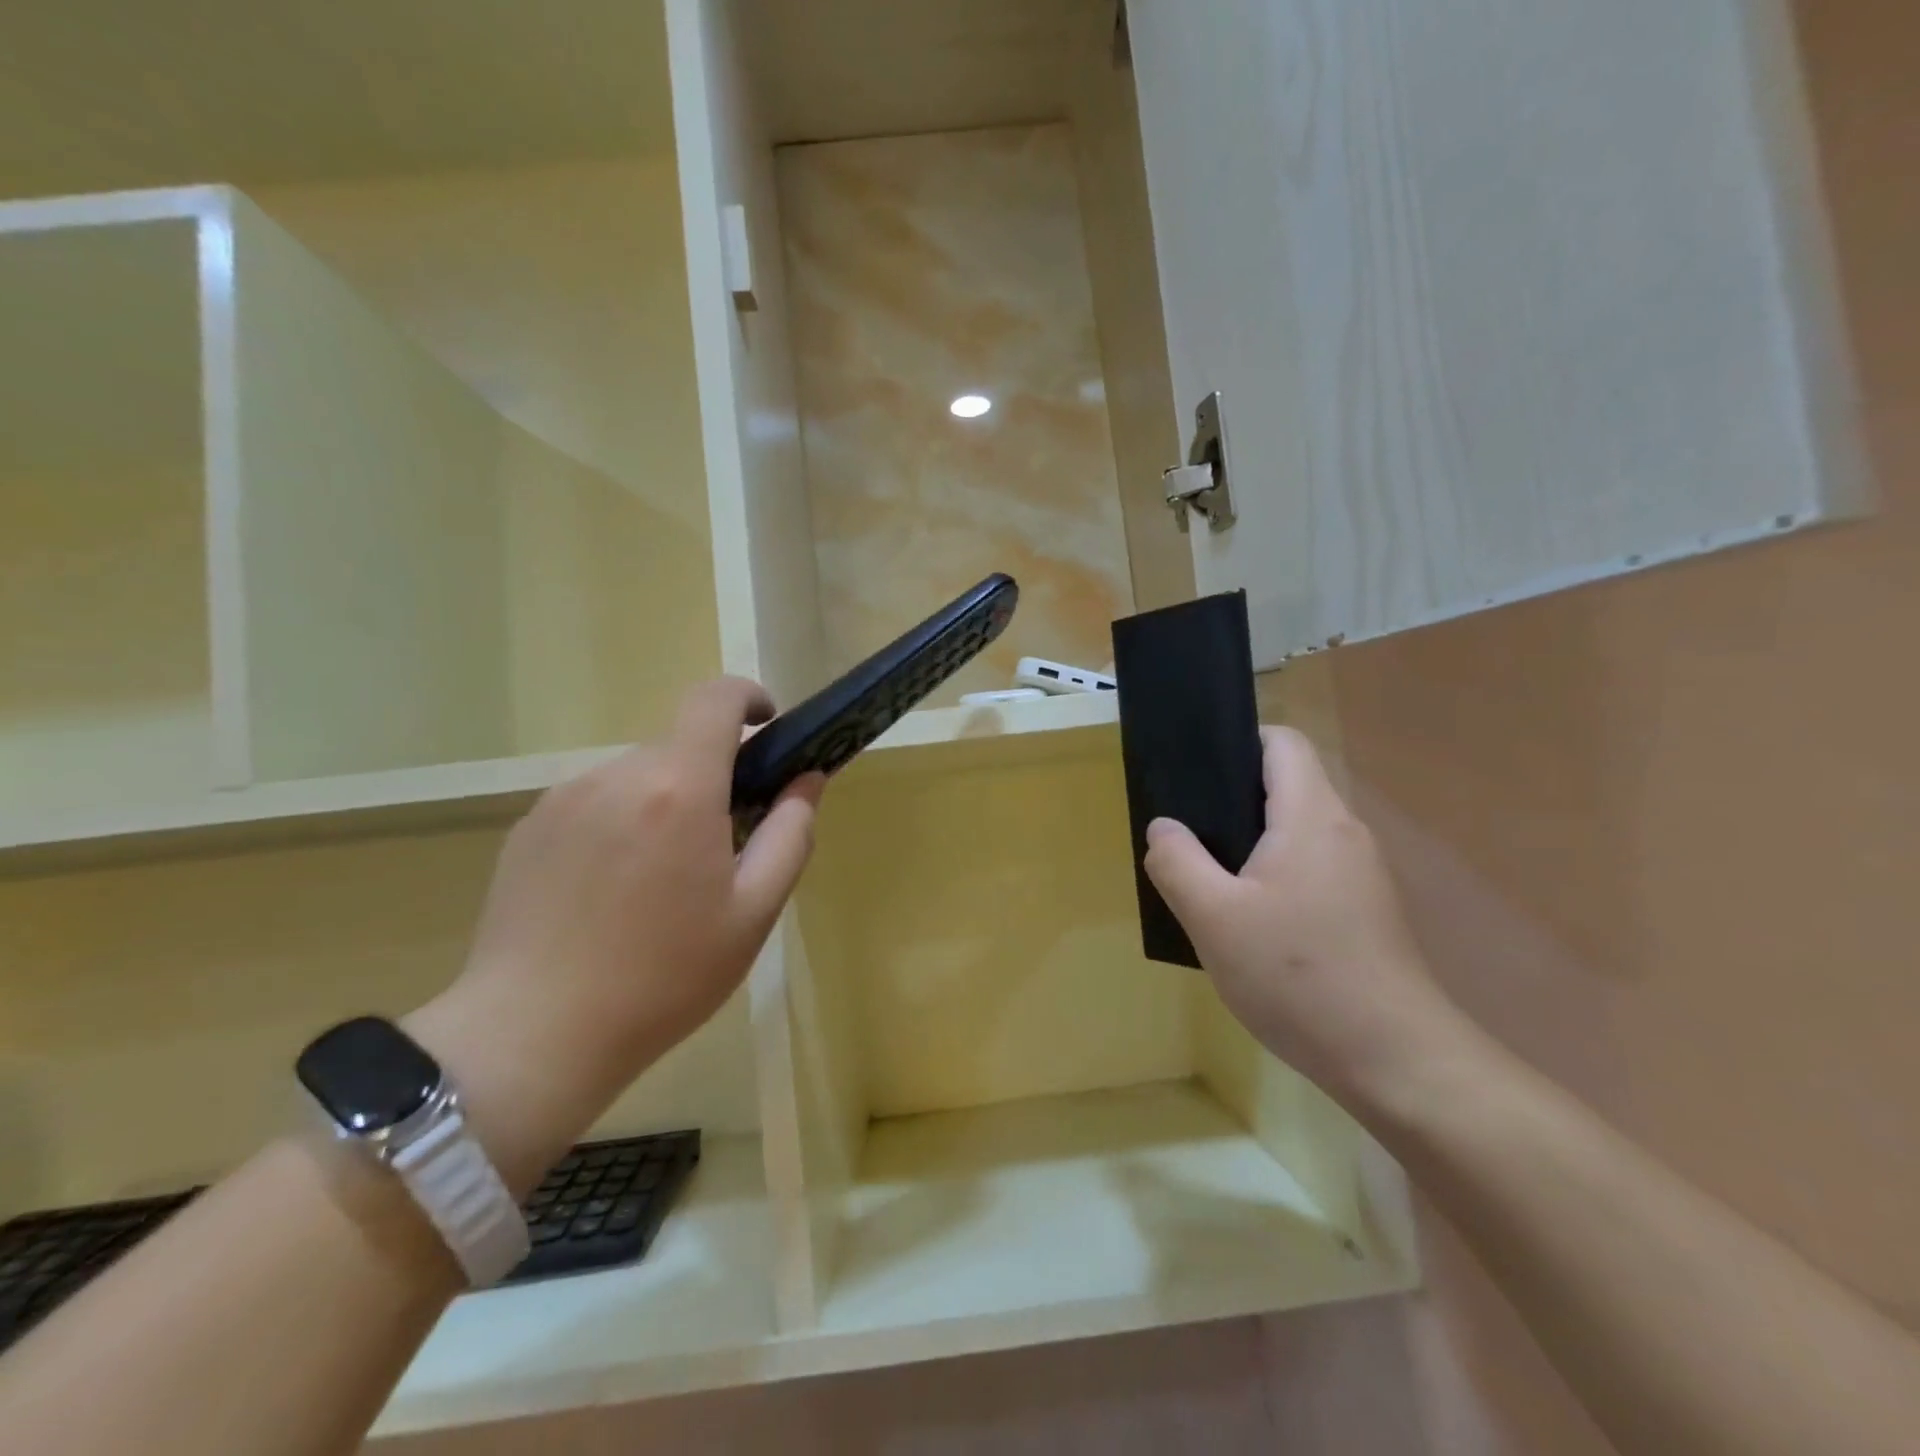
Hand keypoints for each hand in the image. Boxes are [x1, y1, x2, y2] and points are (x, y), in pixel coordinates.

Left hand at [405, 678, 822, 1189]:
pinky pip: (595, 803)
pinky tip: (611, 894)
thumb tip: (806, 779)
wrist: (533, 1035)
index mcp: (678, 788)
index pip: (714, 699)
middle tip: (722, 847)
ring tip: (660, 882)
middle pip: (679, 747)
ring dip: (664, 803)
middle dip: (712, 778)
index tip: (767, 728)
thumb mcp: (754, 912)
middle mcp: (616, 774)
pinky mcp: (529, 827)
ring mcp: (563, 798)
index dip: (747, 698)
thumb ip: (792, 833)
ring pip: (637, 777)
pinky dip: (621, 824)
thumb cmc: (664, 977)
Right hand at [1143, 726, 1469, 1110]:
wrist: (1394, 1060)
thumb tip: (1164, 827)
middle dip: (1231, 798)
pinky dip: (1273, 875)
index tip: (1195, 771)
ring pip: (1295, 832)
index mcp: (1311, 816)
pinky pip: (1309, 868)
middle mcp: (1344, 832)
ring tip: (1205, 877)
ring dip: (1250, 843)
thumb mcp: (1213, 917)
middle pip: (1286, 785)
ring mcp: (1360, 874)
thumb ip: (1177, 861)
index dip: (1238, 741)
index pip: (1282, 742)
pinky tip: (1246, 921)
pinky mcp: (1365, 911)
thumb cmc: (1298, 975)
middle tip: (1184, 831)